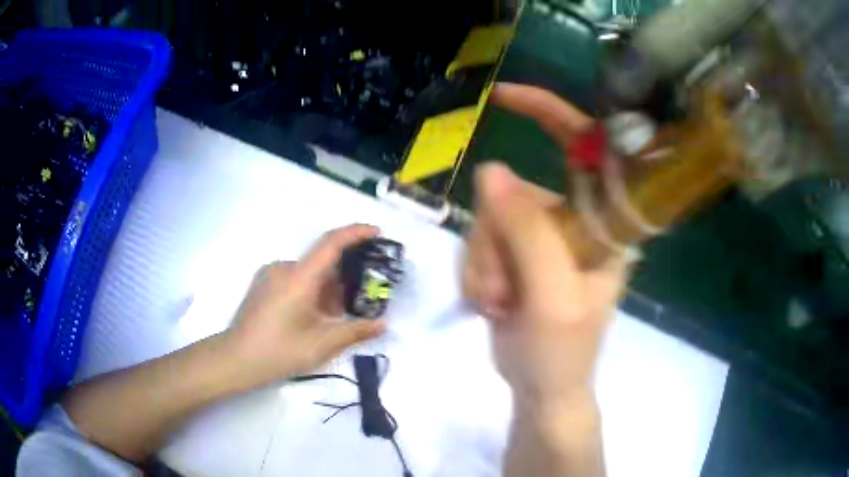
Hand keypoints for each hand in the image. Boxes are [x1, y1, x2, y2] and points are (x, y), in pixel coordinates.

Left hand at [224, 224, 386, 390]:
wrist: (236, 359)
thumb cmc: (279, 351)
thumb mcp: (321, 344)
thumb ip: (355, 331)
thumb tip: (382, 324)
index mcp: (298, 277)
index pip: (331, 243)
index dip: (356, 233)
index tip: (377, 233)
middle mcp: (284, 268)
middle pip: (322, 261)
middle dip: (345, 276)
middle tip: (363, 297)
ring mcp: (271, 275)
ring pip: (309, 273)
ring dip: (327, 288)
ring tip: (338, 315)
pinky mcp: (263, 285)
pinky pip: (295, 279)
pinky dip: (312, 291)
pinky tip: (315, 316)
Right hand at [463, 84, 627, 410]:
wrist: (541, 386)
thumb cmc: (563, 350)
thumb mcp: (553, 296)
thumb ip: (528, 233)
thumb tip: (490, 172)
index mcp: (602, 223)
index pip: (584, 147)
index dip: (549, 112)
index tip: (503, 96)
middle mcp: (573, 219)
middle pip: (513, 193)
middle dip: (496, 241)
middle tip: (506, 290)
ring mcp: (540, 235)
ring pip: (487, 220)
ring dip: (484, 265)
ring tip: (500, 304)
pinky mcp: (514, 252)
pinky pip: (477, 242)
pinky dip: (476, 275)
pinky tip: (491, 304)